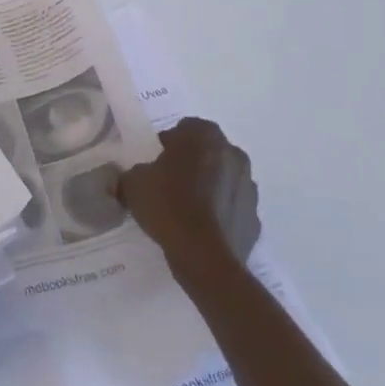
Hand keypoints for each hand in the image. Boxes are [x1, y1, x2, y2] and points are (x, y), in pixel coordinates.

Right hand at [115, 117, 259, 284]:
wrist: (204, 257)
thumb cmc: (168, 205)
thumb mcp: (133, 183)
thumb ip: (132, 174)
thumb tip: (130, 179)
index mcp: (204, 136)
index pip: (185, 128)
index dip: (169, 143)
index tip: (156, 161)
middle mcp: (232, 154)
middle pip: (208, 151)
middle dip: (192, 162)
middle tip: (169, 181)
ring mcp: (248, 188)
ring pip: (224, 179)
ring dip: (209, 186)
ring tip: (186, 208)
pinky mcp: (254, 219)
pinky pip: (232, 208)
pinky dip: (220, 213)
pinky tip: (202, 228)